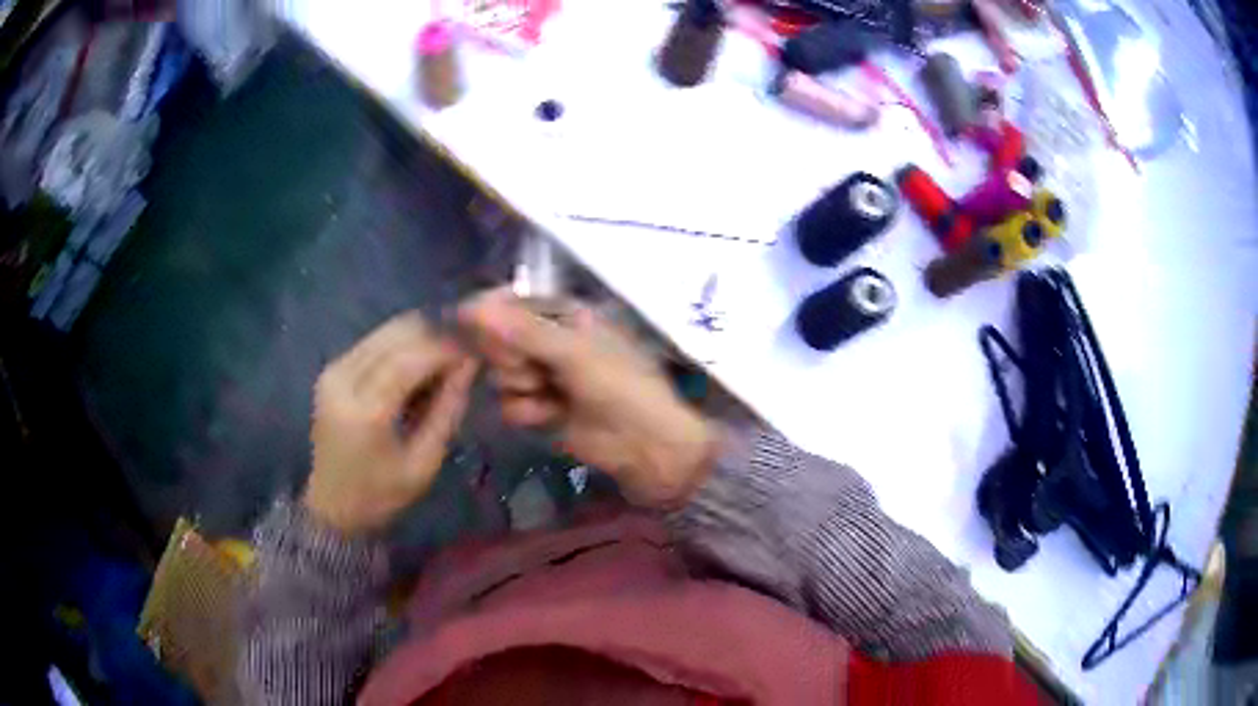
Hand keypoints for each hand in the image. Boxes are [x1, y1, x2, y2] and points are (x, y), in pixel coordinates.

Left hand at [304, 312, 476, 534]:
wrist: (331, 505)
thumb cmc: (381, 494)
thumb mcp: (424, 463)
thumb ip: (448, 409)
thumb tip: (470, 363)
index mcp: (365, 411)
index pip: (410, 359)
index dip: (447, 345)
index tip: (479, 342)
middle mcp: (343, 379)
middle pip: (396, 334)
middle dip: (437, 330)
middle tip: (470, 338)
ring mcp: (334, 369)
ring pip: (386, 330)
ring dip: (422, 332)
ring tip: (451, 346)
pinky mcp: (332, 367)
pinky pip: (375, 340)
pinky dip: (404, 341)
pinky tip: (424, 356)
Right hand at [459, 289, 714, 507]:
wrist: (645, 445)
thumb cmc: (620, 386)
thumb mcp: (574, 352)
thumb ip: (522, 331)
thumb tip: (470, 307)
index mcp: (566, 315)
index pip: (514, 303)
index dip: (490, 312)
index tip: (464, 319)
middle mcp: (550, 341)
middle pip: (500, 339)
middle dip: (510, 355)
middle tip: (533, 368)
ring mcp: (544, 376)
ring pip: (501, 373)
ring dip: (521, 385)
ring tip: (550, 393)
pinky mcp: (540, 410)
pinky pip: (509, 403)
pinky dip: (526, 410)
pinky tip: (551, 415)